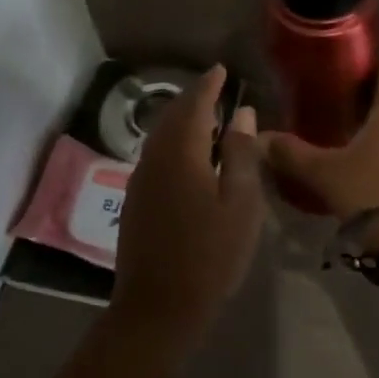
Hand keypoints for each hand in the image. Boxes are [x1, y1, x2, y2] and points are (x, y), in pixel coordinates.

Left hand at [111, 65, 265, 344]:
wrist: (158, 307)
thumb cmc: (210, 255)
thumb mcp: (241, 203)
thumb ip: (241, 154)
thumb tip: (242, 114)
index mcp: (180, 152)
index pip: (194, 103)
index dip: (208, 84)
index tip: (222, 70)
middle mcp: (154, 157)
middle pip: (172, 116)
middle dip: (194, 98)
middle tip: (216, 88)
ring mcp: (140, 180)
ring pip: (161, 135)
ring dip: (182, 120)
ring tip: (207, 117)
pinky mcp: (135, 200)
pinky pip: (156, 154)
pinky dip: (174, 142)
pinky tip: (190, 155)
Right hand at [262, 70, 378, 252]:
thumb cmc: (370, 191)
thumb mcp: (323, 172)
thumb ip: (291, 153)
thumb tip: (260, 139)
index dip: (372, 65)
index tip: (346, 67)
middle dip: (367, 98)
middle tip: (334, 100)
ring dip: (376, 127)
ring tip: (341, 132)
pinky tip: (358, 164)